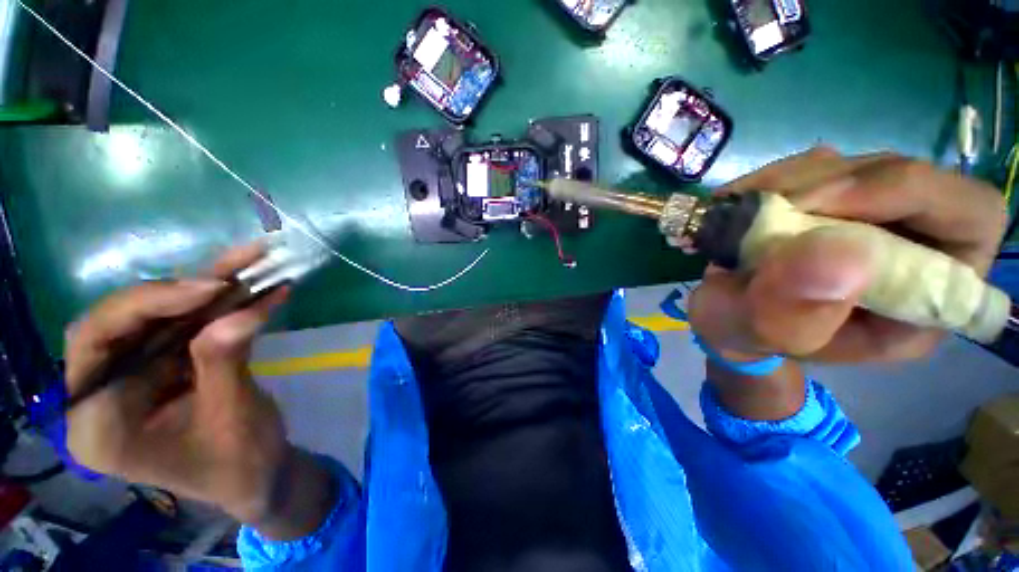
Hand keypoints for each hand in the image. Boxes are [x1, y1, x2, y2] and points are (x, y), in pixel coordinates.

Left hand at [65, 244, 292, 525]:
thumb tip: (240, 313)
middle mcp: (106, 389)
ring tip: (255, 260)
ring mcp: (138, 372)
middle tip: (232, 273)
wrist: (258, 473)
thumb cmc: (238, 462)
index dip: (144, 305)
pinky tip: (261, 290)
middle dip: (181, 291)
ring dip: (212, 286)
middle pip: (126, 319)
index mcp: (98, 421)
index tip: (208, 288)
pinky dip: (228, 303)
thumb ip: (225, 362)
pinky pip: (192, 321)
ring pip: (164, 314)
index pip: (95, 342)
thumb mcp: (232, 417)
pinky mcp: (170, 362)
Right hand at [688, 147, 1007, 362]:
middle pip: (910, 176)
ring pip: (855, 164)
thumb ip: (794, 311)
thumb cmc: (748, 334)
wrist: (725, 316)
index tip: (821, 204)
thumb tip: (840, 254)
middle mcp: (913, 247)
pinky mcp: (831, 200)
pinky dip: (773, 178)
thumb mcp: (763, 335)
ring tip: (739, 210)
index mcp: (924, 298)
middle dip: (838, 184)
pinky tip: (738, 201)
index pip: (972, 218)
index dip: (912, 193)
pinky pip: (815, 166)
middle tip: (771, 204)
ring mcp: (870, 217)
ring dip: (792, 180)